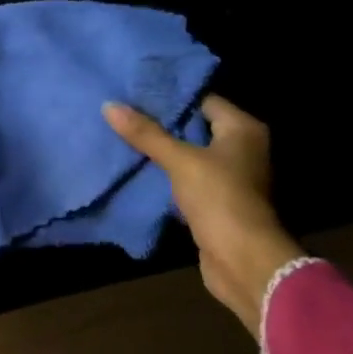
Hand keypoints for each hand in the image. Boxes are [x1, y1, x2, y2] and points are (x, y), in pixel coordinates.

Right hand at [103, 96, 305, 335]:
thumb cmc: (219, 198)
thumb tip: (109, 105)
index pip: (203, 100)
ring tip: (124, 136)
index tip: (136, 92)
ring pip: (189, 155)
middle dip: (161, 123)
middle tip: (124, 112)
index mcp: (243, 129)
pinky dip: (167, 175)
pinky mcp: (217, 201)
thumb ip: (146, 134)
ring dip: (162, 151)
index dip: (171, 96)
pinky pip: (187, 179)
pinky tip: (137, 168)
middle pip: (195, 127)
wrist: (243, 261)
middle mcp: (242, 149)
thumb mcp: (180, 161)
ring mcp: (231, 177)